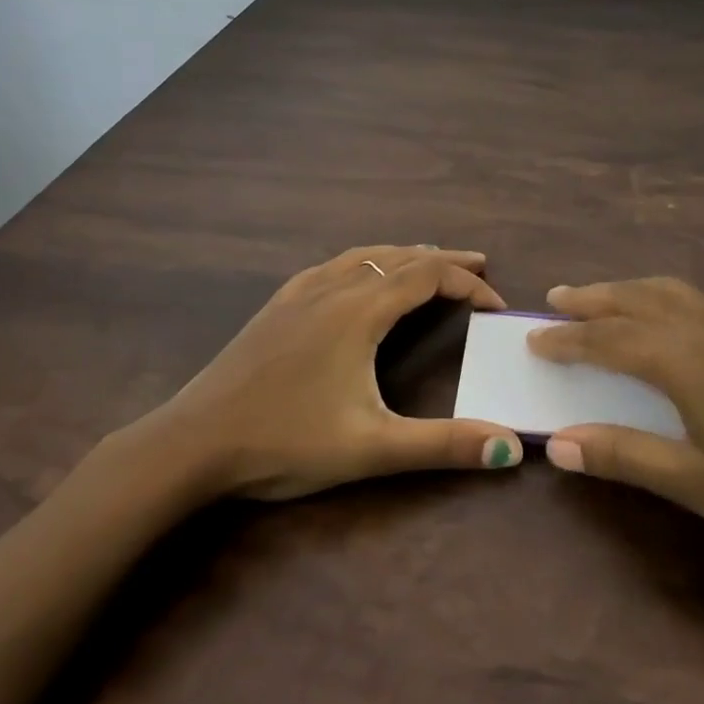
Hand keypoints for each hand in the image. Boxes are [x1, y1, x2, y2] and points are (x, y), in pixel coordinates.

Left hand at [123, 245, 524, 500]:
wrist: (193, 442)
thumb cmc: (285, 442)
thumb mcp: (372, 448)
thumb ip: (443, 445)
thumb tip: (510, 446)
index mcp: (361, 311)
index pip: (429, 276)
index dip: (469, 283)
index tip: (495, 305)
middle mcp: (334, 288)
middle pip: (401, 257)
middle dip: (445, 260)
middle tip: (480, 264)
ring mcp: (300, 293)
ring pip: (365, 255)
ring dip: (405, 254)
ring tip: (429, 260)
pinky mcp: (276, 305)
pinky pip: (333, 265)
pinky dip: (365, 260)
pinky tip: (356, 274)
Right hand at [528, 278, 703, 572]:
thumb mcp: (701, 484)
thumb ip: (626, 456)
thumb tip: (557, 444)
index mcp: (684, 359)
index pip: (607, 339)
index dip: (566, 340)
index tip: (532, 339)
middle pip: (635, 300)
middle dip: (592, 298)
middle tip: (555, 299)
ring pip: (670, 292)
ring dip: (628, 291)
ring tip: (602, 299)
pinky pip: (699, 299)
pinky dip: (667, 296)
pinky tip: (672, 314)